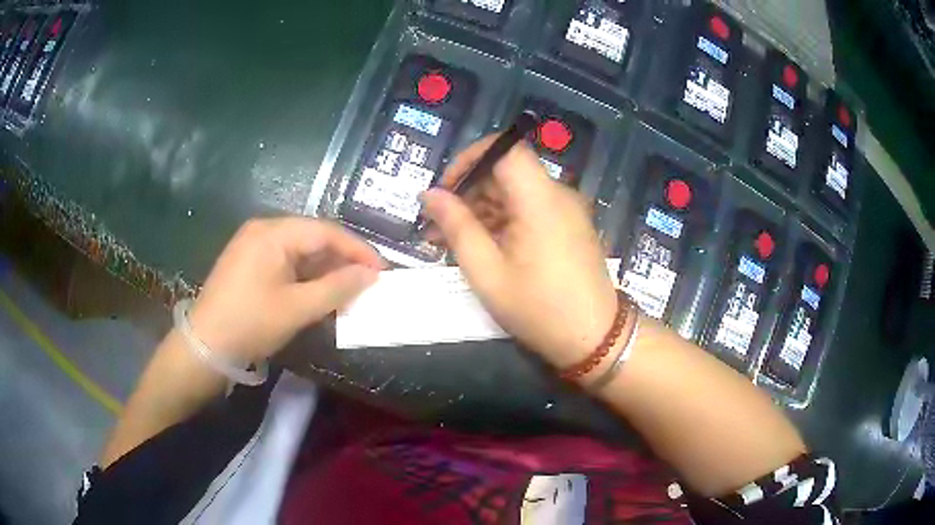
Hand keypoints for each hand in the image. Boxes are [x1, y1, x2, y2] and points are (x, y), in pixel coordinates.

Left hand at [188, 218, 383, 362]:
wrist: (205, 346)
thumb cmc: (250, 323)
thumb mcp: (297, 308)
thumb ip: (337, 288)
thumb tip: (371, 275)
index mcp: (273, 233)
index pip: (326, 231)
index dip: (357, 250)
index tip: (382, 271)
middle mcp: (263, 230)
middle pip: (313, 238)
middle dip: (342, 261)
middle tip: (367, 283)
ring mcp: (254, 246)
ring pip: (300, 251)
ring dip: (325, 271)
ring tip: (348, 292)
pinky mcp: (249, 263)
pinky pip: (286, 262)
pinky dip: (306, 277)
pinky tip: (320, 293)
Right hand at [422, 135, 616, 367]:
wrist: (594, 338)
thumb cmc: (538, 308)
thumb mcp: (486, 271)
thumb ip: (456, 226)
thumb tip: (429, 195)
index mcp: (540, 198)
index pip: (504, 147)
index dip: (470, 159)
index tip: (445, 189)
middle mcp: (557, 194)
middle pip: (507, 172)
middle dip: (468, 192)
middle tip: (437, 226)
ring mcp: (566, 210)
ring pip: (516, 192)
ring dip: (481, 210)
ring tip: (450, 243)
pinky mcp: (568, 226)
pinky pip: (530, 210)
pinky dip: (503, 221)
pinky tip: (481, 247)